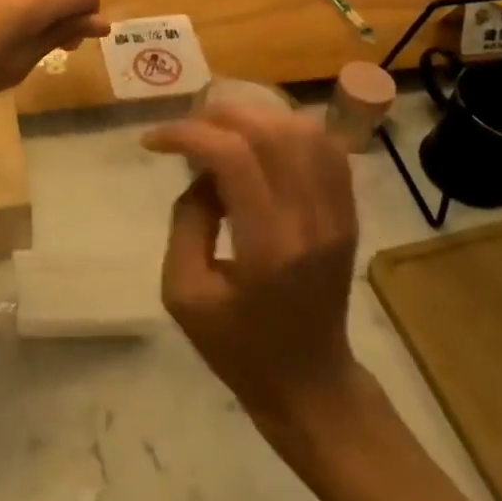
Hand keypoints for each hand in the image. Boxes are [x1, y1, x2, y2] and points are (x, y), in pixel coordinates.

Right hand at [145, 104, 359, 426]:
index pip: (232, 155)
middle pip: (270, 130)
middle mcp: (310, 219)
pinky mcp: (348, 213)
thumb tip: (200, 172)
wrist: (310, 384)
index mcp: (268, 245)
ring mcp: (337, 213)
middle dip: (217, 116)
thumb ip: (186, 221)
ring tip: (220, 132)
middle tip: (186, 133)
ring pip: (303, 131)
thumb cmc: (238, 346)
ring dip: (254, 118)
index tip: (154, 142)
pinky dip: (289, 130)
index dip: (187, 134)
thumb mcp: (184, 293)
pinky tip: (260, 143)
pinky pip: (327, 149)